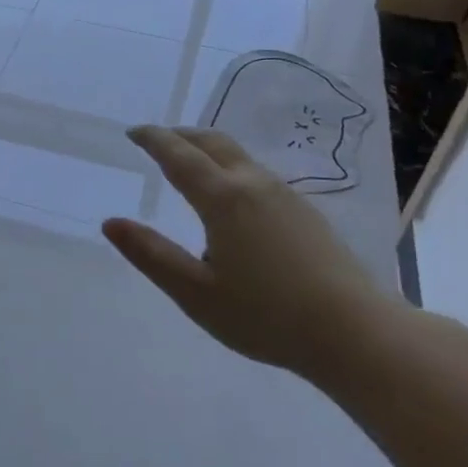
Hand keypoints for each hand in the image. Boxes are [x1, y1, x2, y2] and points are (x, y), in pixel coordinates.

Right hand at [101, 125, 402, 379]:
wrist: (357, 334)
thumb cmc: (266, 316)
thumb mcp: (195, 292)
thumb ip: (151, 255)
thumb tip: (110, 223)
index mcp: (223, 199)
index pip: (179, 155)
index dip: (153, 139)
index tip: (133, 132)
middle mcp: (254, 185)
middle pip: (213, 143)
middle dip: (181, 135)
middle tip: (157, 140)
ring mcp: (286, 196)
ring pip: (238, 156)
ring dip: (207, 149)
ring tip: (188, 163)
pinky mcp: (306, 213)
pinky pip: (256, 174)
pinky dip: (230, 167)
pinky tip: (231, 196)